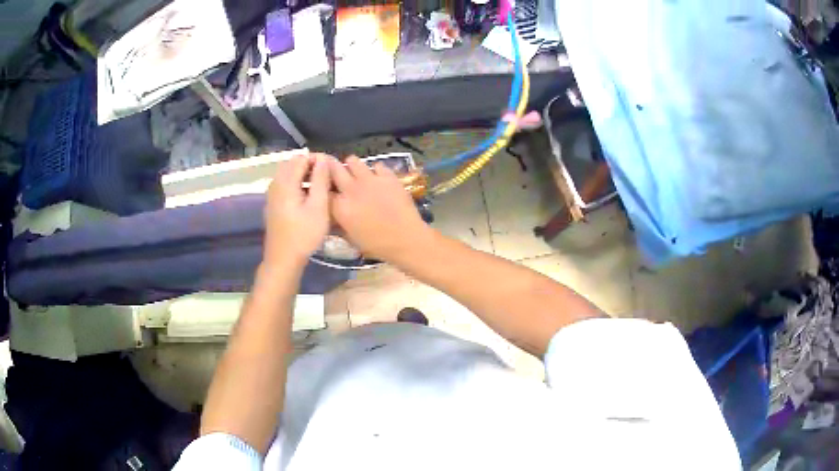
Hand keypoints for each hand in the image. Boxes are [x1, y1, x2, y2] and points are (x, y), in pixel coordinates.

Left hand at [264, 151, 329, 266]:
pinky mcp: (272, 204)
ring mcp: (271, 195)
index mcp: (286, 182)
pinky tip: (307, 198)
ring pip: (287, 174)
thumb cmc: (304, 234)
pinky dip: (296, 184)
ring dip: (303, 175)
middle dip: (310, 165)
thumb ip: (320, 180)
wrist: (283, 259)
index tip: (332, 169)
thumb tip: (323, 159)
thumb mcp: (318, 206)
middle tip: (327, 177)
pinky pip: (284, 185)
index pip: (302, 158)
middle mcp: (275, 184)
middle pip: (292, 164)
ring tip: (320, 186)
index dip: (318, 159)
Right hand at [328, 156, 430, 260]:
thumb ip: (337, 225)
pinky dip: (375, 170)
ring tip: (356, 174)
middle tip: (333, 172)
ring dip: (351, 166)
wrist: (407, 239)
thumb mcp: (350, 239)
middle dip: (330, 167)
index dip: (321, 187)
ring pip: (353, 160)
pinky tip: (378, 179)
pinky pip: (377, 165)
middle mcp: (351, 189)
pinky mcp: (387, 176)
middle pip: (333, 168)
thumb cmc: (377, 245)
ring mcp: (370, 180)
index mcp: (340, 207)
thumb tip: (331, 216)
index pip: (322, 189)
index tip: (323, 188)